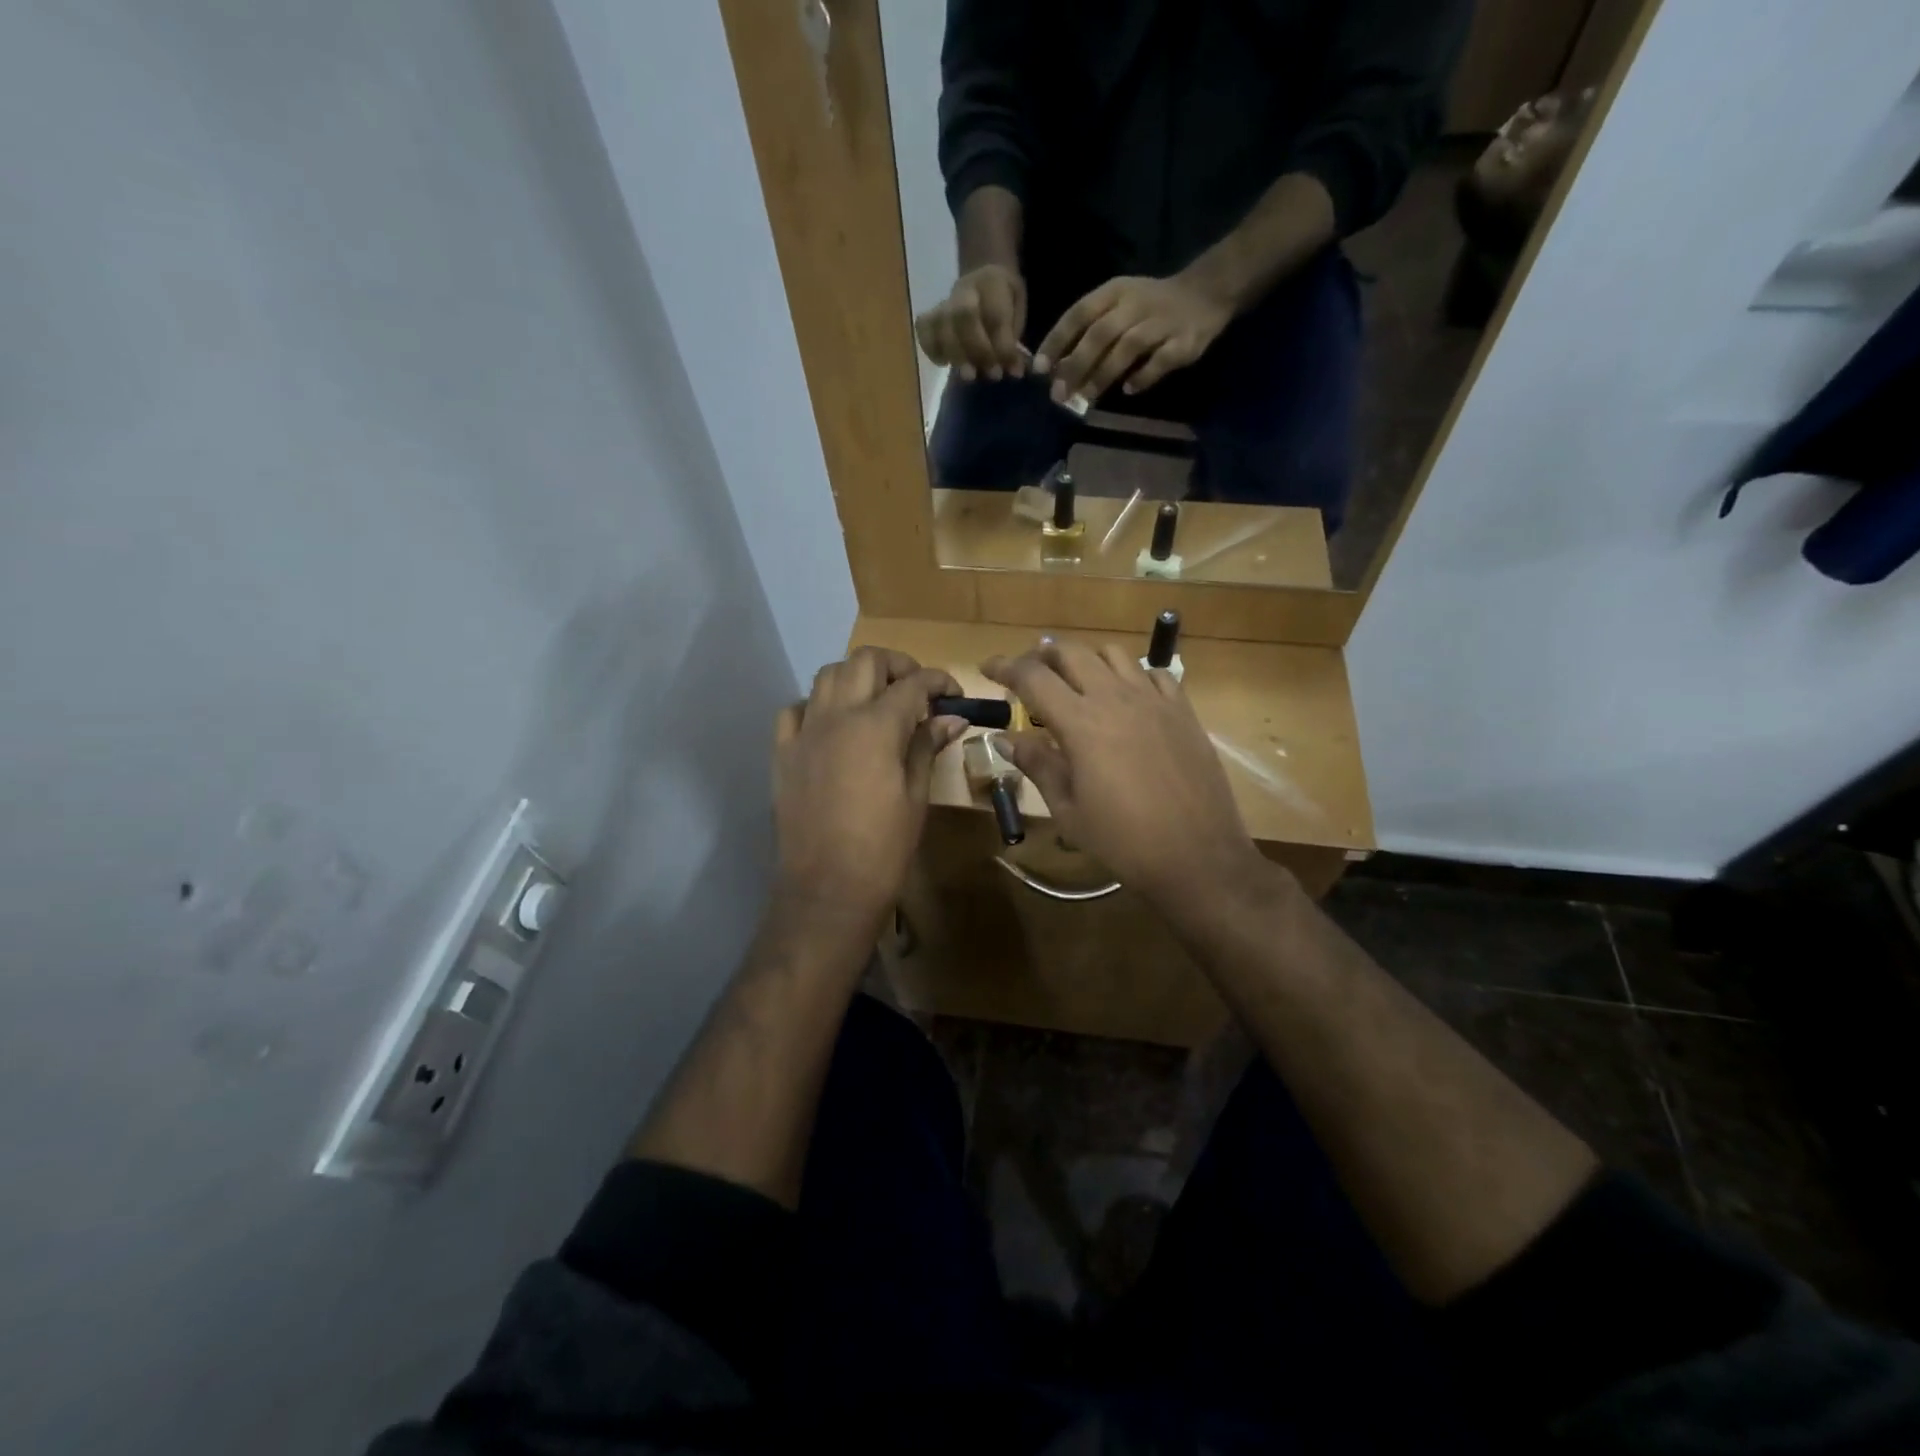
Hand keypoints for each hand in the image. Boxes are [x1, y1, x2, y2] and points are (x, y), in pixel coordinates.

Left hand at [773, 647, 965, 936]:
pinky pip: (796, 709)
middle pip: (865, 661)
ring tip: (876, 701)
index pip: (913, 684)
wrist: (827, 890)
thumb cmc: (883, 848)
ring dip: (857, 677)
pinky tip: (833, 725)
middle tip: (917, 690)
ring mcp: (804, 732)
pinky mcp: (783, 753)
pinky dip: (818, 705)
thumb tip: (951, 718)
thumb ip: (927, 747)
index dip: (939, 681)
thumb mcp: (916, 796)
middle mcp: (836, 716)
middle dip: (897, 666)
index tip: (954, 694)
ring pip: (827, 675)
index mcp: (876, 727)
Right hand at [914, 264, 1027, 381]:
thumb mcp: (1019, 310)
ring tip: (970, 376)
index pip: (995, 316)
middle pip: (964, 316)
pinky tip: (944, 363)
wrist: (982, 279)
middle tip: (992, 375)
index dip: (1004, 347)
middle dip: (979, 350)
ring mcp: (944, 302)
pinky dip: (931, 350)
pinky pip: (923, 330)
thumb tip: (1014, 370)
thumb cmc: (1004, 301)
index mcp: (992, 282)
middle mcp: (965, 289)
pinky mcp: (930, 316)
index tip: (1015, 371)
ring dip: (956, 356)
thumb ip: (1015, 336)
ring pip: (942, 325)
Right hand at [981, 639, 1266, 913]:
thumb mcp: (1068, 810)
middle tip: (1028, 674)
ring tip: (1077, 682)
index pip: (1032, 677)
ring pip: (1114, 654)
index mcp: (1081, 723)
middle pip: (1071, 653)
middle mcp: (1116, 698)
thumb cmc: (1123, 841)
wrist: (1197, 856)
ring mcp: (1154, 700)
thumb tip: (1004, 738)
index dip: (1005, 667)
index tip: (988, 668)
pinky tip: (1127, 698)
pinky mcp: (1183, 711)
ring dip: (1086, 660)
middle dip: (1042, 655)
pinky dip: (1132, 675)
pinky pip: (1155, 673)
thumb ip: (1037, 764)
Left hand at [1033, 273, 1231, 406]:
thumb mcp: (1117, 306)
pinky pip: (1162, 360)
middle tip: (1059, 395)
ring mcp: (1162, 322)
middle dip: (1076, 365)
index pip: (1079, 314)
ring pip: (1128, 347)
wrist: (1206, 292)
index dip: (1057, 341)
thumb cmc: (1150, 305)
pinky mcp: (1184, 340)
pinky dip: (1144, 376)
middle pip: (1100, 334)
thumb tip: (1058, 370)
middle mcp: (1136, 304)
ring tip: (1087, 398)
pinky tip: (1128, 390)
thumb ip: (1089, 333)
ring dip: (1104, 374)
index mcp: (1114, 292)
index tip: (1039, 369)